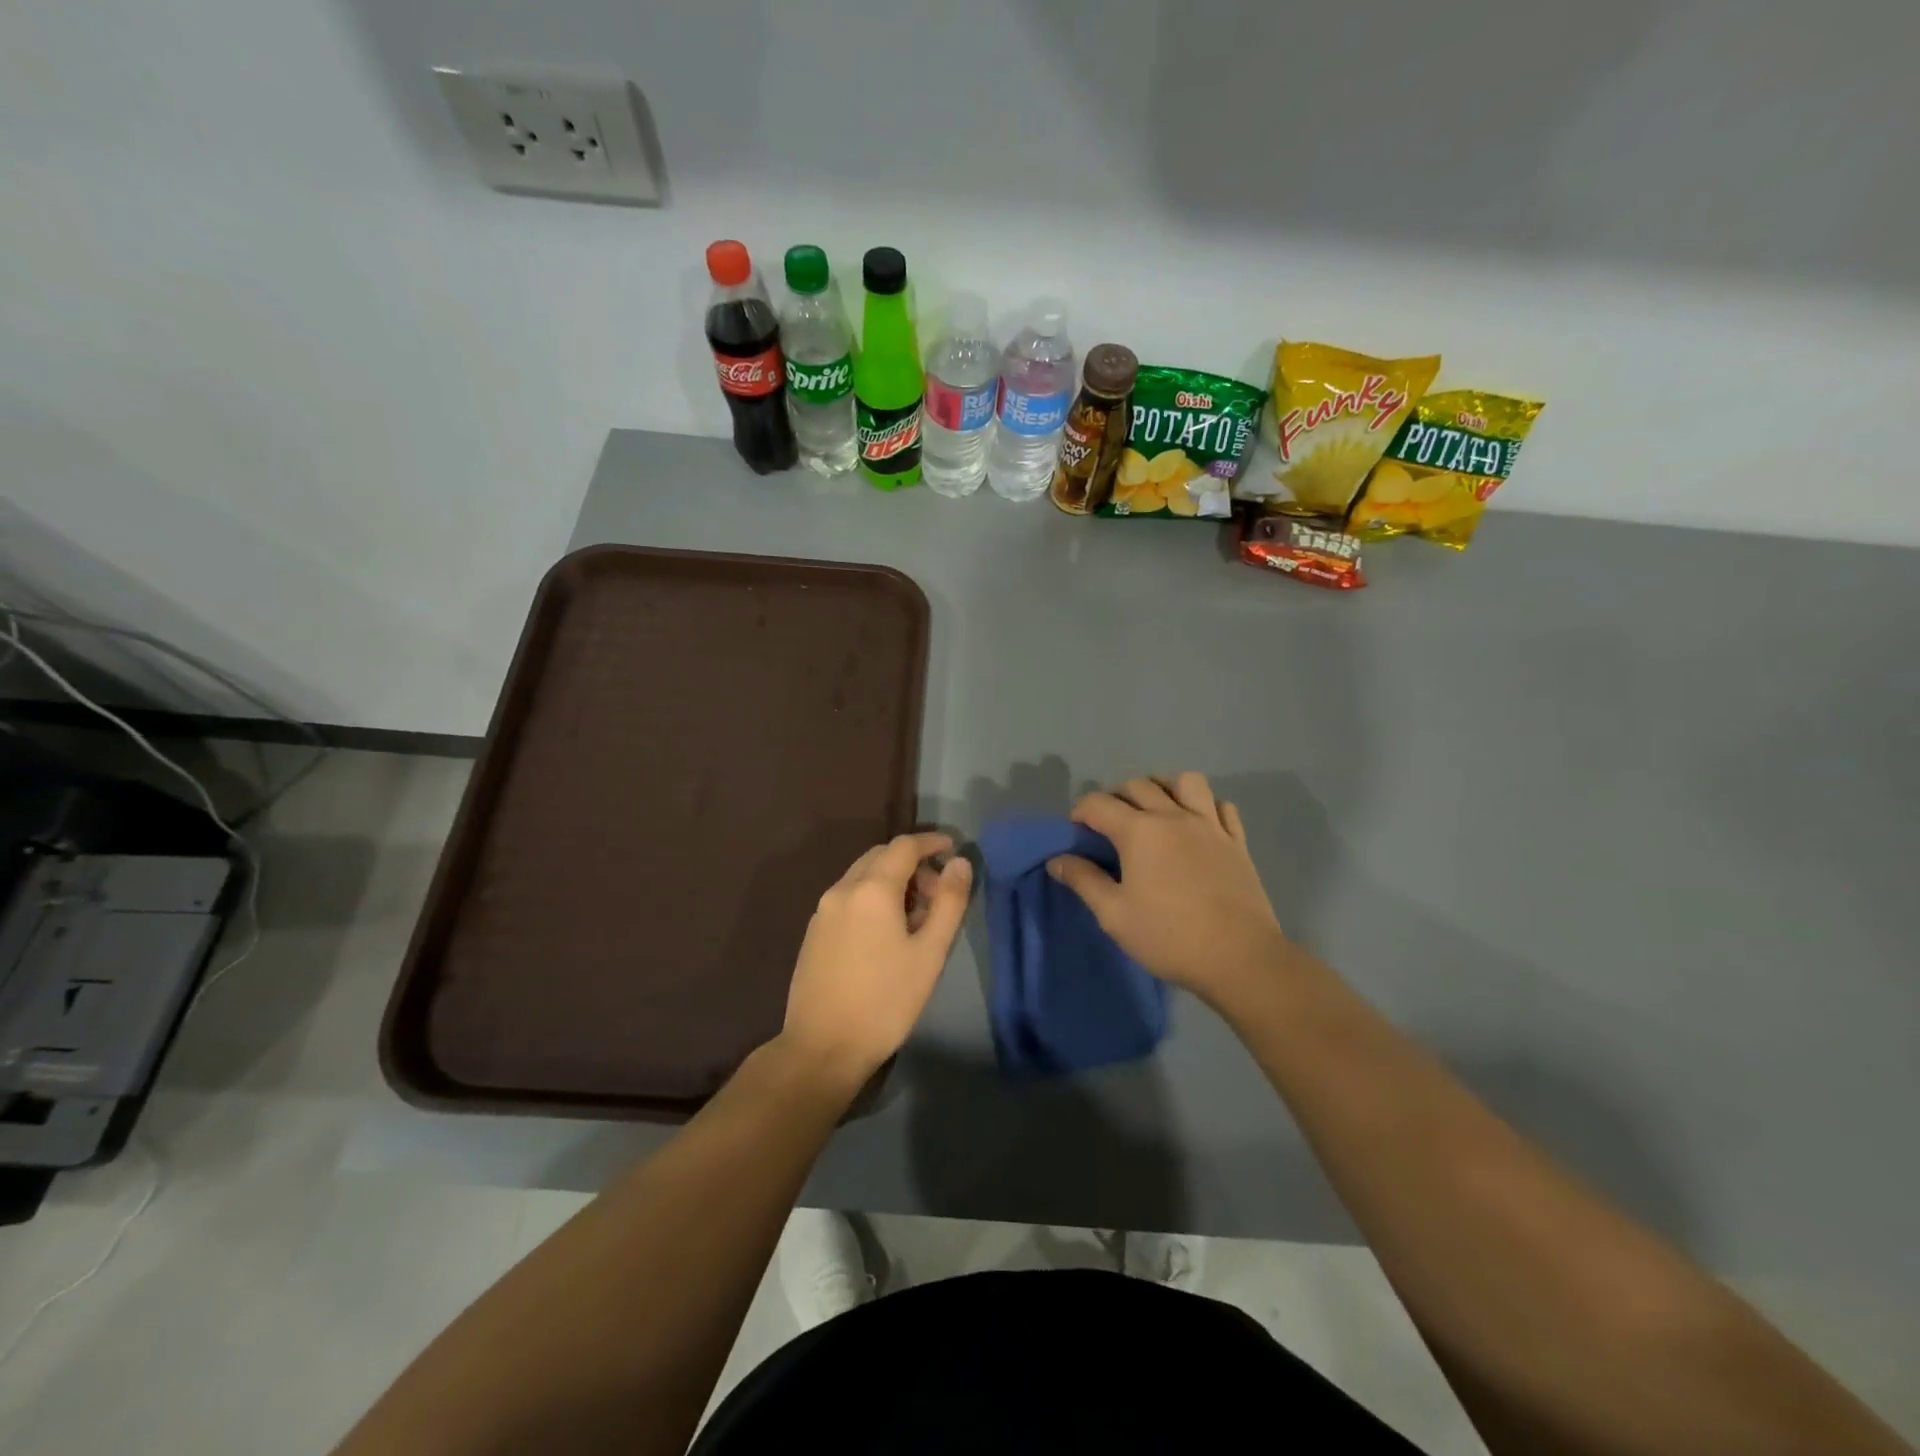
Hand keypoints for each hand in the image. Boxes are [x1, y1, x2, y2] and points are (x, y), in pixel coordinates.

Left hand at [778, 832, 971, 1090]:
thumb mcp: (929, 953)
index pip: (904, 845)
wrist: (822, 1048)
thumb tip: (959, 863)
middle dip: (912, 863)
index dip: (931, 841)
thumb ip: (948, 902)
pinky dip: (872, 897)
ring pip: (862, 876)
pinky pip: (848, 897)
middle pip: (880, 856)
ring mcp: (823, 910)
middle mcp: (842, 889)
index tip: (953, 847)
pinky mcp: (814, 931)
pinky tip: (886, 932)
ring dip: (891, 880)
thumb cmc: (885, 1001)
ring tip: (916, 916)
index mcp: (871, 889)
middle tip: (938, 891)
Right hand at [1048, 773, 1290, 1007]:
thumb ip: (1083, 880)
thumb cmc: (1169, 938)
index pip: (1098, 803)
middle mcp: (1174, 816)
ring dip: (1164, 788)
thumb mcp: (1114, 915)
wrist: (1240, 958)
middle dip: (1115, 797)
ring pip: (1186, 782)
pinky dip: (1205, 806)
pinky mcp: (1237, 841)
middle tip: (1108, 826)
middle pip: (1138, 785)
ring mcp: (1210, 825)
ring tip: (1155, 811)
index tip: (1075, 834)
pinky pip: (1222, 806)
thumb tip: (1057, 859)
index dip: (1079, 813)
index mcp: (1139, 831)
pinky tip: (1197, 826)